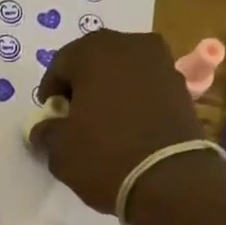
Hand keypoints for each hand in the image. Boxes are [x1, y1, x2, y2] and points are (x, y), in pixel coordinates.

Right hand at [28, 30, 201, 215]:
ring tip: (100, 123)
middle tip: (72, 115)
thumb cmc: (104, 157)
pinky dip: (132, 100)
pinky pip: (145, 86)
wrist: (168, 179)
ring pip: (123, 71)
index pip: (60, 63)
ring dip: (108, 90)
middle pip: (95, 59)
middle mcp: (131, 45)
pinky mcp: (180, 86)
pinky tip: (125, 127)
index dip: (49, 91)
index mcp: (95, 52)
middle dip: (81, 85)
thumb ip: (46, 132)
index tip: (48, 116)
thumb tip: (44, 128)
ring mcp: (161, 63)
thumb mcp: (60, 150)